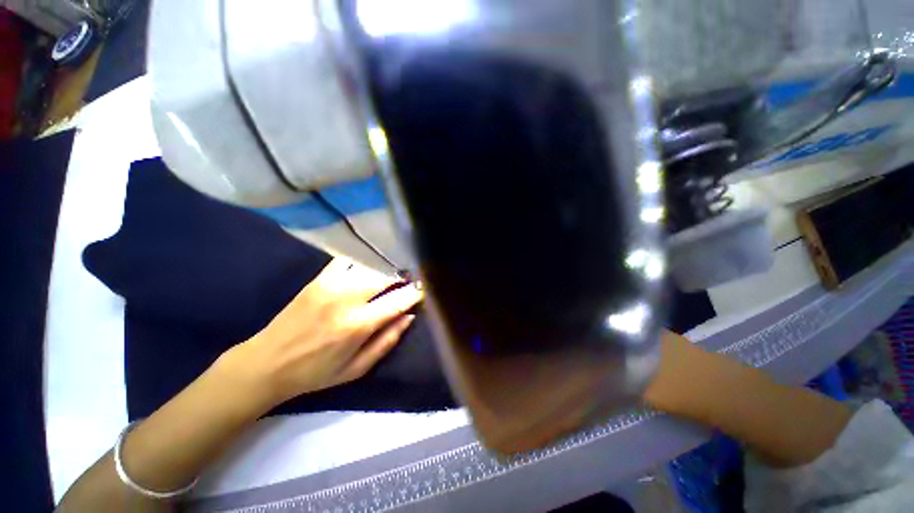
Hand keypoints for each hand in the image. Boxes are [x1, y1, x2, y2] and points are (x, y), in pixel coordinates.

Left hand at [220, 258, 423, 406]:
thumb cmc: (315, 372)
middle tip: (412, 278)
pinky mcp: (319, 278)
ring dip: (387, 266)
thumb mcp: (356, 369)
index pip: (398, 300)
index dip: (416, 292)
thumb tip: (409, 316)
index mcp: (358, 325)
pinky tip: (371, 263)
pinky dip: (364, 259)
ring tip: (395, 270)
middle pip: (386, 276)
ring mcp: (331, 284)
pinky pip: (349, 259)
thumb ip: (387, 341)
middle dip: (404, 276)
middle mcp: (347, 299)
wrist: (267, 362)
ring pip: (370, 264)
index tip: (425, 289)